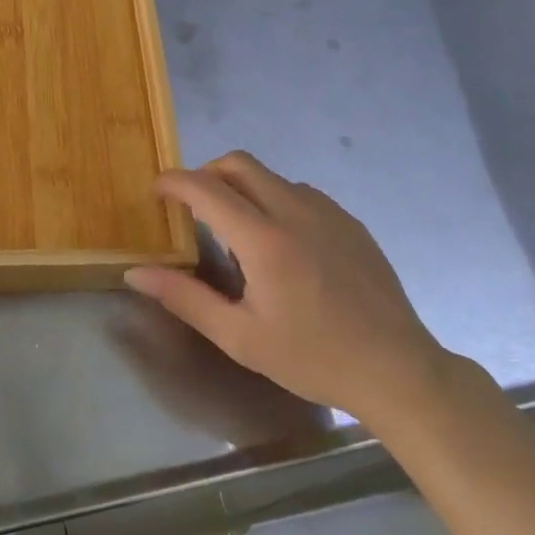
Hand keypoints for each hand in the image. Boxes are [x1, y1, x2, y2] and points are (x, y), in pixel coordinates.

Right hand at [124, 151, 447, 424]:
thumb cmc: (312, 358)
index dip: (173, 182)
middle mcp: (294, 211)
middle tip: (192, 206)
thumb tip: (136, 272)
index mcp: (264, 239)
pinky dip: (274, 200)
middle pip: (238, 163)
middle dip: (206, 174)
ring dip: (242, 187)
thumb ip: (184, 298)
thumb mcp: (239, 337)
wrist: (398, 371)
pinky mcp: (349, 222)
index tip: (155, 191)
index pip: (205, 187)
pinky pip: (300, 193)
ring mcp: (328, 212)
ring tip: (237, 231)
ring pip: (270, 176)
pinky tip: (281, 245)